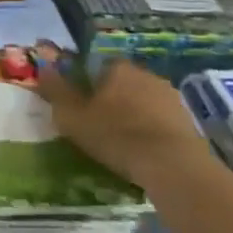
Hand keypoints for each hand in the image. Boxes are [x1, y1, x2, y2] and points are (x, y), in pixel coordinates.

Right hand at [38, 60, 215, 190]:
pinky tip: (145, 151)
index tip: (81, 106)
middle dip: (111, 99)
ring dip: (133, 115)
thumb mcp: (72, 116)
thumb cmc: (116, 135)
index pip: (96, 66)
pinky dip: (152, 131)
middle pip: (121, 83)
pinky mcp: (189, 121)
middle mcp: (146, 74)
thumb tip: (42, 67)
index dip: (86, 85)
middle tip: (100, 125)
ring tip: (123, 142)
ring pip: (143, 101)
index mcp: (117, 67)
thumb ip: (55, 90)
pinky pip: (161, 121)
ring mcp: (171, 97)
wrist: (173, 166)